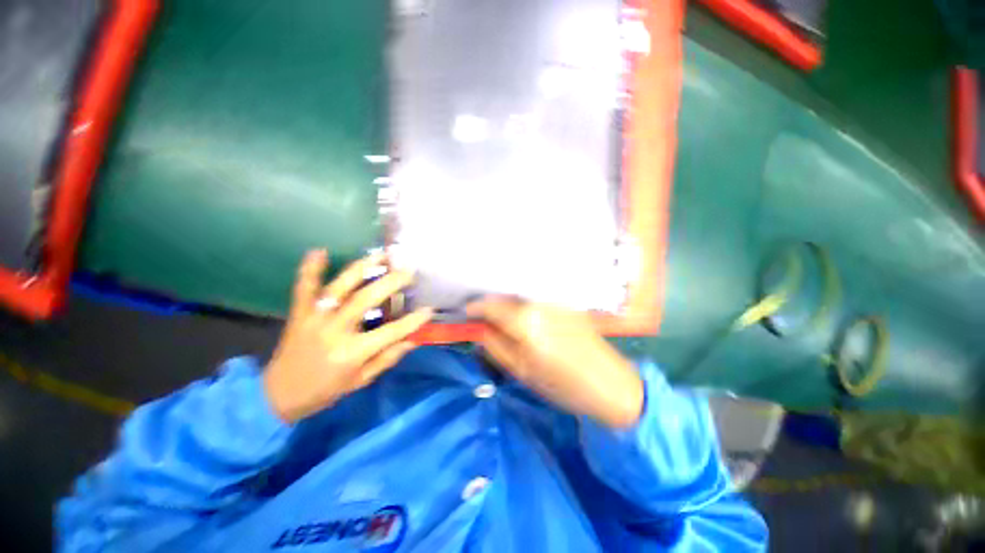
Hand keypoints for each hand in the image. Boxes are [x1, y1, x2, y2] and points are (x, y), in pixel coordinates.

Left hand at [264, 250, 432, 422]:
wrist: (277, 395)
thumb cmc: (325, 390)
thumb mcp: (361, 381)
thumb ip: (387, 358)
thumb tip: (413, 340)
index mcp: (351, 352)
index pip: (391, 332)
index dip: (413, 321)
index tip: (429, 309)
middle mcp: (334, 330)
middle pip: (366, 299)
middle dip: (391, 282)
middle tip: (409, 272)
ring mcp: (314, 318)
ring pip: (340, 287)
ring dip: (362, 268)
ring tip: (381, 255)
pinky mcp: (299, 313)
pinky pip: (304, 287)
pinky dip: (311, 268)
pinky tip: (320, 251)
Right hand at [467, 298, 643, 428]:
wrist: (610, 383)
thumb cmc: (563, 386)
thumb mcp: (522, 371)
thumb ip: (494, 345)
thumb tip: (477, 327)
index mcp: (526, 324)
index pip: (491, 305)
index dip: (475, 307)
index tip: (467, 313)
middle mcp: (539, 303)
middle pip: (504, 295)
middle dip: (489, 303)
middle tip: (481, 316)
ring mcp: (554, 299)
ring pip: (519, 293)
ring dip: (506, 301)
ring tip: (500, 315)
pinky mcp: (565, 301)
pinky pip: (535, 296)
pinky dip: (522, 301)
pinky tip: (523, 313)